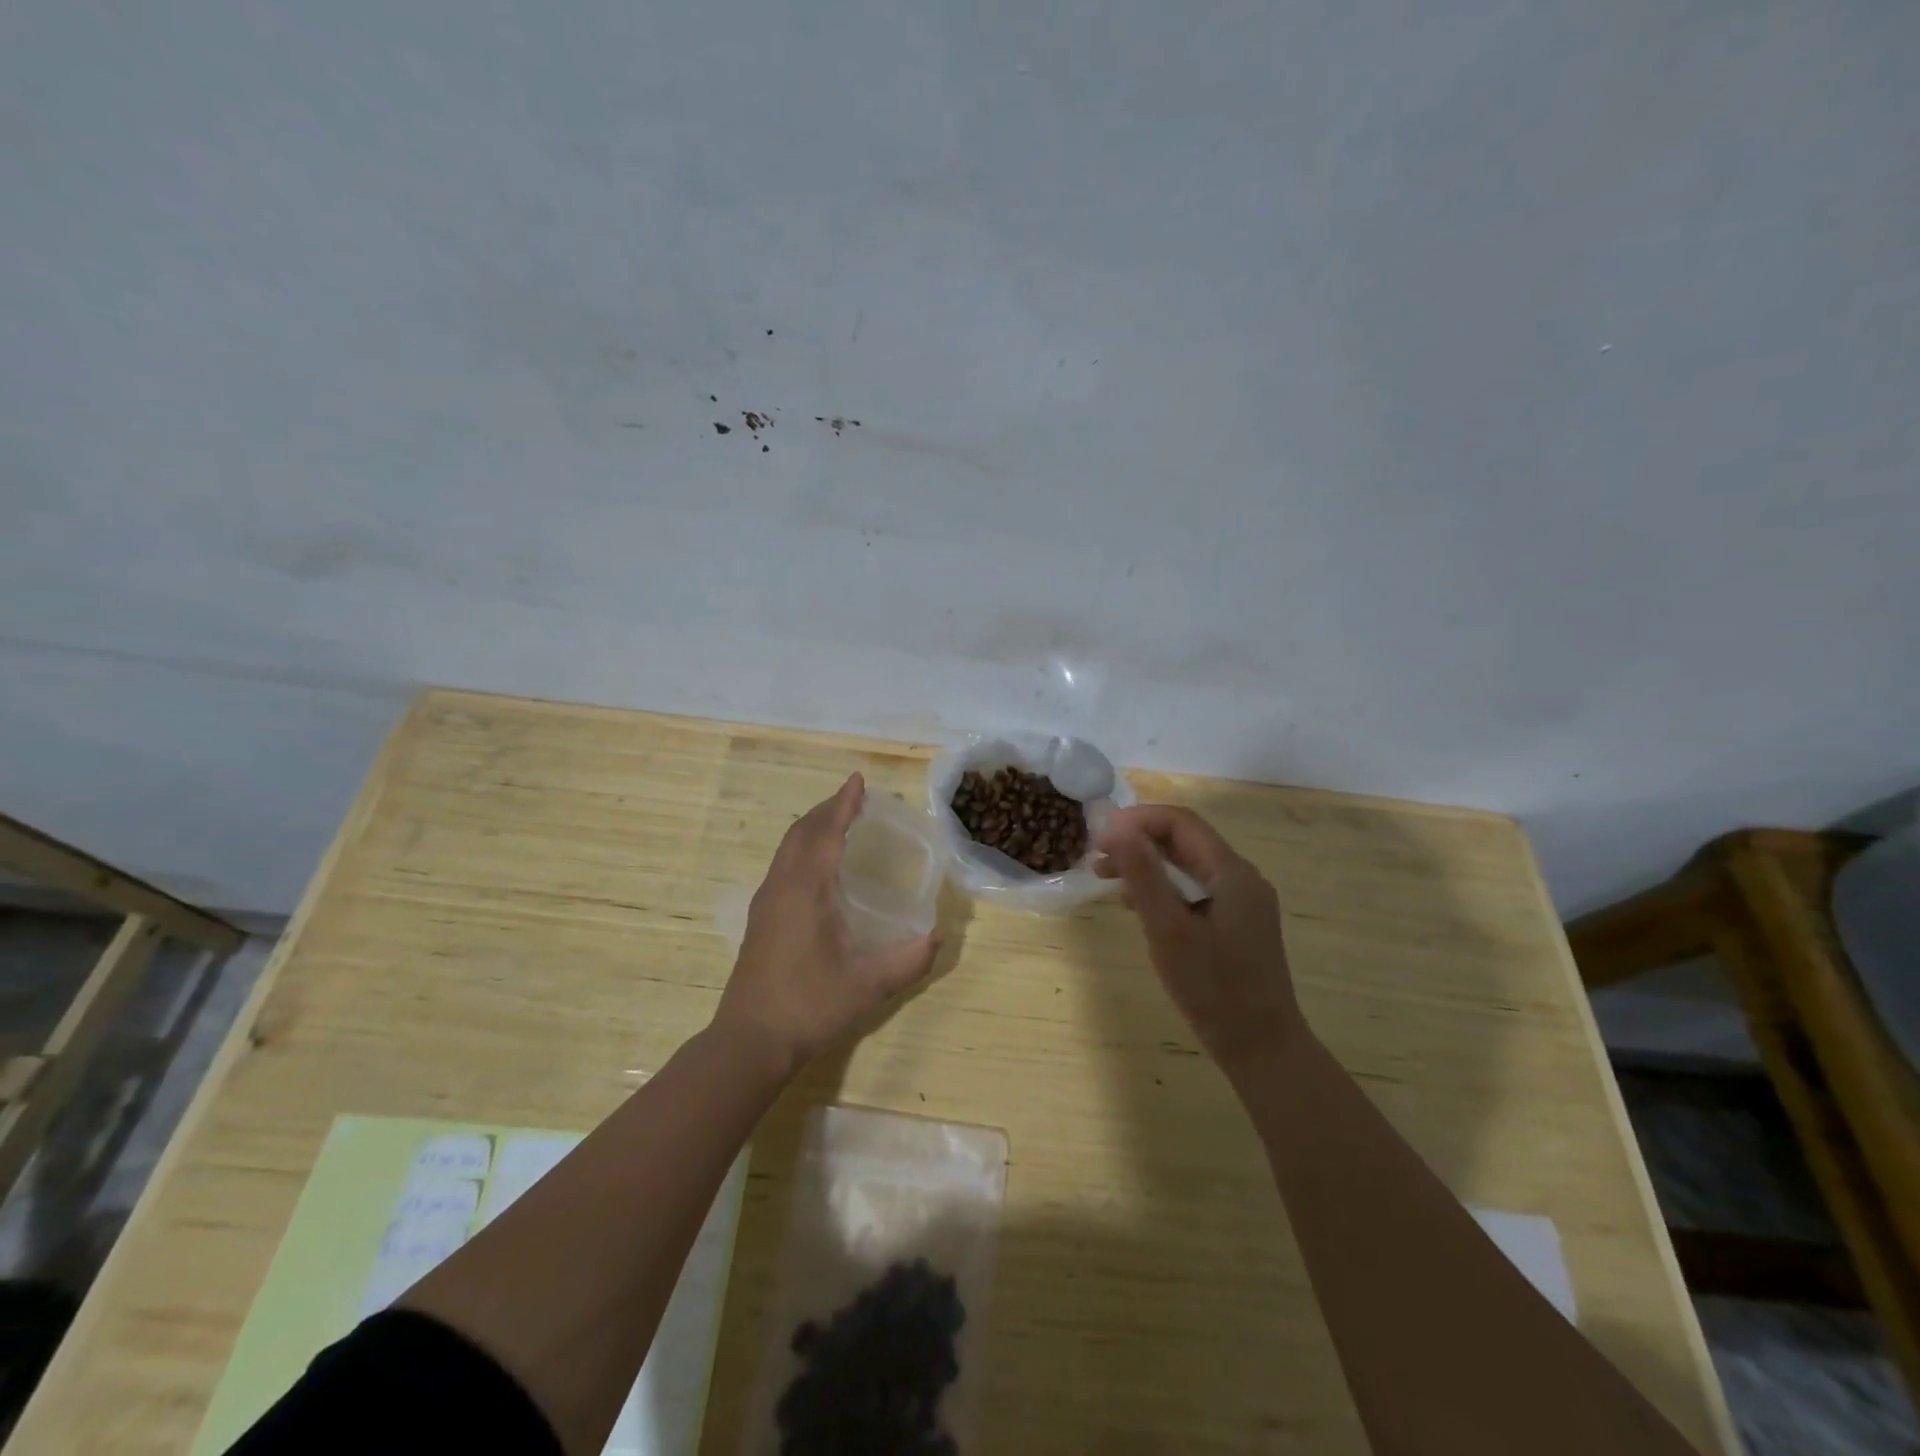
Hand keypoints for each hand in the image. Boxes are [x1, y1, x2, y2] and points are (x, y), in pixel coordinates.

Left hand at [714, 773, 938, 1076]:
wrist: (750, 1041)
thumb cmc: (810, 1005)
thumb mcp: (869, 985)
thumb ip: (909, 960)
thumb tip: (939, 938)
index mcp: (806, 889)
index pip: (826, 832)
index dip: (844, 804)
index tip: (858, 780)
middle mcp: (782, 885)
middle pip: (802, 831)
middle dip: (827, 809)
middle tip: (854, 799)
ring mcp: (767, 902)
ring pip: (788, 848)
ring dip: (812, 827)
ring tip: (838, 823)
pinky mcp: (761, 919)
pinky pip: (783, 865)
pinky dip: (802, 848)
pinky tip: (818, 868)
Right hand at [1095, 805, 1303, 1073]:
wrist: (1262, 1048)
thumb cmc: (1213, 988)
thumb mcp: (1168, 929)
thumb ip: (1144, 875)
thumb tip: (1116, 827)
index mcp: (1232, 873)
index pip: (1181, 823)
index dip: (1138, 820)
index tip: (1100, 836)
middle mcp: (1241, 879)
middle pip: (1184, 841)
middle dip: (1139, 841)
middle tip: (1097, 857)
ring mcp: (1241, 902)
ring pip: (1187, 866)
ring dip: (1147, 865)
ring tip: (1107, 878)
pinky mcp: (1235, 924)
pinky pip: (1194, 890)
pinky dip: (1162, 889)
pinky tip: (1137, 906)